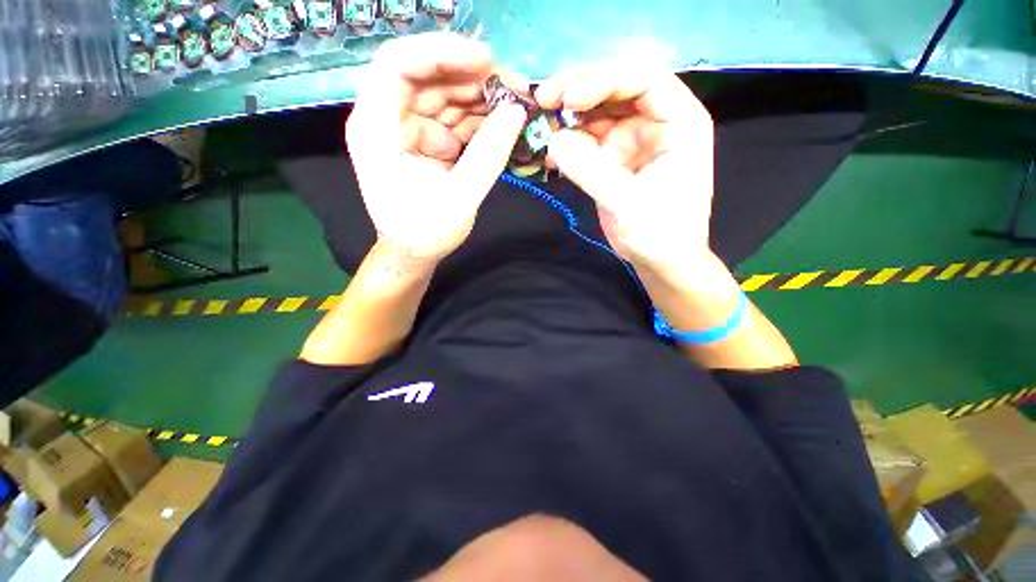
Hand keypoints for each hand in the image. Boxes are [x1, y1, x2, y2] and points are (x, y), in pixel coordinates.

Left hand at [346, 33, 526, 260]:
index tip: (486, 61)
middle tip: (513, 88)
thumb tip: (516, 113)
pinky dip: (478, 119)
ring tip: (515, 107)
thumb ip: (488, 155)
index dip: (442, 54)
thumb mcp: (460, 198)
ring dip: (480, 98)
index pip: (397, 67)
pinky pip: (453, 118)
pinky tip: (501, 125)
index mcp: (376, 130)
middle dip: (471, 78)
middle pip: (426, 77)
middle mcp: (387, 119)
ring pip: (444, 95)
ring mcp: (408, 128)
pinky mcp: (426, 139)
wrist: (414, 252)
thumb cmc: (425, 232)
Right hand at [536, 63, 714, 270]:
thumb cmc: (660, 234)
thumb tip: (552, 141)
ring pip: (597, 112)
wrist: (661, 261)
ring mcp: (632, 140)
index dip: (604, 80)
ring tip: (540, 125)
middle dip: (579, 89)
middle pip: (616, 87)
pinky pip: (587, 141)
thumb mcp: (629, 204)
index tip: (568, 100)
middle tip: (544, 99)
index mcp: (679, 121)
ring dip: (568, 116)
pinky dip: (567, 144)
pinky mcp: (613, 159)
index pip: (644, 79)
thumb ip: (592, 171)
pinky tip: (549, 153)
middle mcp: (656, 122)